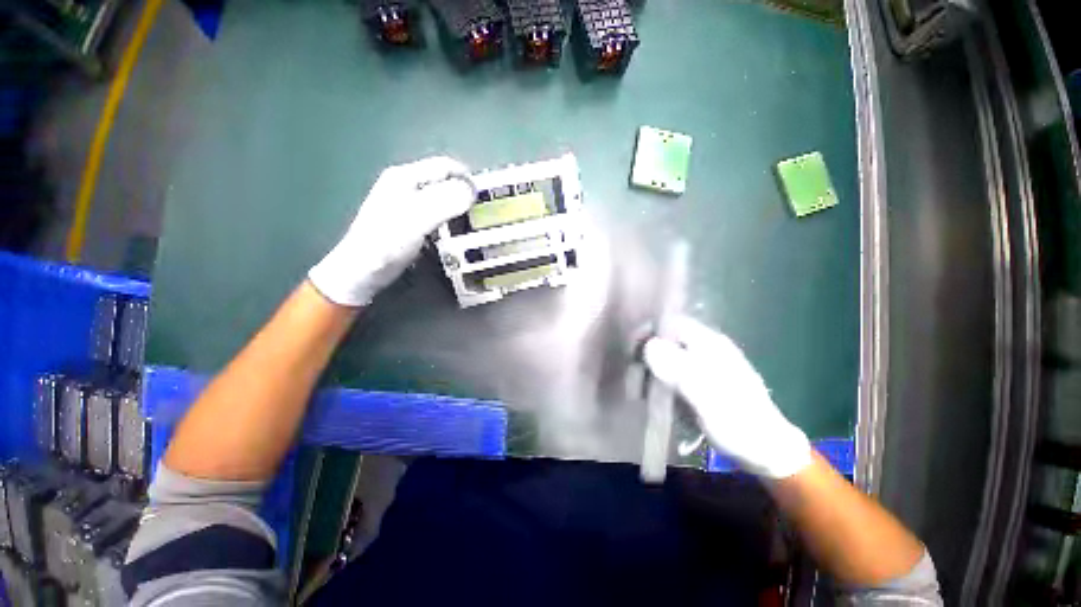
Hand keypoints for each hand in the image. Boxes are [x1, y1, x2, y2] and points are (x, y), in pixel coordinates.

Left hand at [309, 156, 474, 305]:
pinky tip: (454, 232)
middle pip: (444, 180)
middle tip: (479, 214)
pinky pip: (436, 212)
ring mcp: (407, 203)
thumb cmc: (387, 242)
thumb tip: (472, 190)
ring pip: (441, 197)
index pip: (445, 166)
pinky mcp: (410, 220)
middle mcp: (406, 184)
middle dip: (464, 193)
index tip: (484, 199)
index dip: (467, 178)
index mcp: (405, 176)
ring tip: (471, 223)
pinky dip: (449, 219)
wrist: (362, 271)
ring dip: (458, 207)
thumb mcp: (417, 219)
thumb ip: (445, 201)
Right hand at [643, 315, 811, 478]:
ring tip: (641, 393)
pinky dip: (661, 382)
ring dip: (651, 371)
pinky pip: (673, 373)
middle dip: (647, 355)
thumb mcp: (706, 395)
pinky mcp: (701, 382)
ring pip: (667, 357)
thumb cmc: (737, 421)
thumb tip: (649, 345)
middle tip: (634, 378)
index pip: (671, 323)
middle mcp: (705, 348)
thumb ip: (678, 368)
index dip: (649, 332)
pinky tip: (657, 398)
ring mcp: (703, 365)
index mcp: (709, 344)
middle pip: (667, 340)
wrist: (765, 450)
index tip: (631, 351)